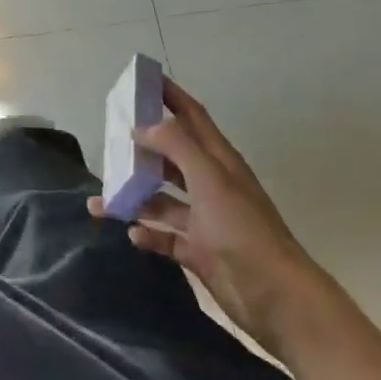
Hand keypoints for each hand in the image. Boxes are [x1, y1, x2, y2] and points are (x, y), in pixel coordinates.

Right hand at [90, 81, 336, 362]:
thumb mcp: (210, 179)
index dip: (169, 94)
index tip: (141, 78)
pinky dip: (148, 234)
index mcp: (218, 161)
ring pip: (161, 199)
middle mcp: (210, 184)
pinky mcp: (200, 252)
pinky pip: (165, 237)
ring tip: (101, 200)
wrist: (279, 301)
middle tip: (109, 139)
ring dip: (133, 197)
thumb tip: (141, 127)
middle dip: (142, 146)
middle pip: (171, 155)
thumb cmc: (244, 230)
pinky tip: (132, 234)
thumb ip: (175, 146)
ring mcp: (205, 220)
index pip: (191, 115)